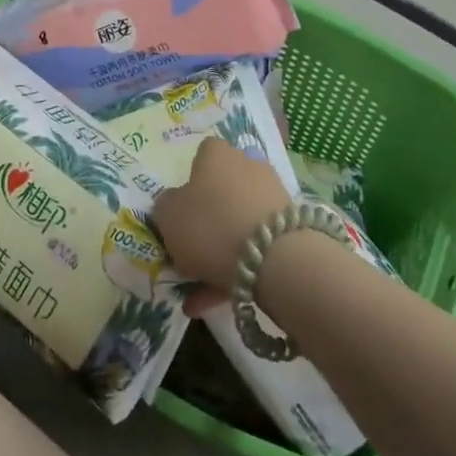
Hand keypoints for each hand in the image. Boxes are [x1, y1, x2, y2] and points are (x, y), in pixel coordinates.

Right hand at [152, 138, 293, 311]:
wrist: (275, 259)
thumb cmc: (210, 225)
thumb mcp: (168, 215)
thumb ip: (165, 206)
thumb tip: (173, 204)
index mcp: (216, 154)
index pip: (201, 155)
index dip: (190, 181)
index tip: (181, 209)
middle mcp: (247, 166)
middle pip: (221, 191)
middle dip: (206, 221)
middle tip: (188, 252)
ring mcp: (271, 197)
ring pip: (237, 224)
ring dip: (218, 254)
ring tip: (195, 293)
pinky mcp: (289, 230)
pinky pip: (254, 248)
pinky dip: (234, 271)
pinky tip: (213, 302)